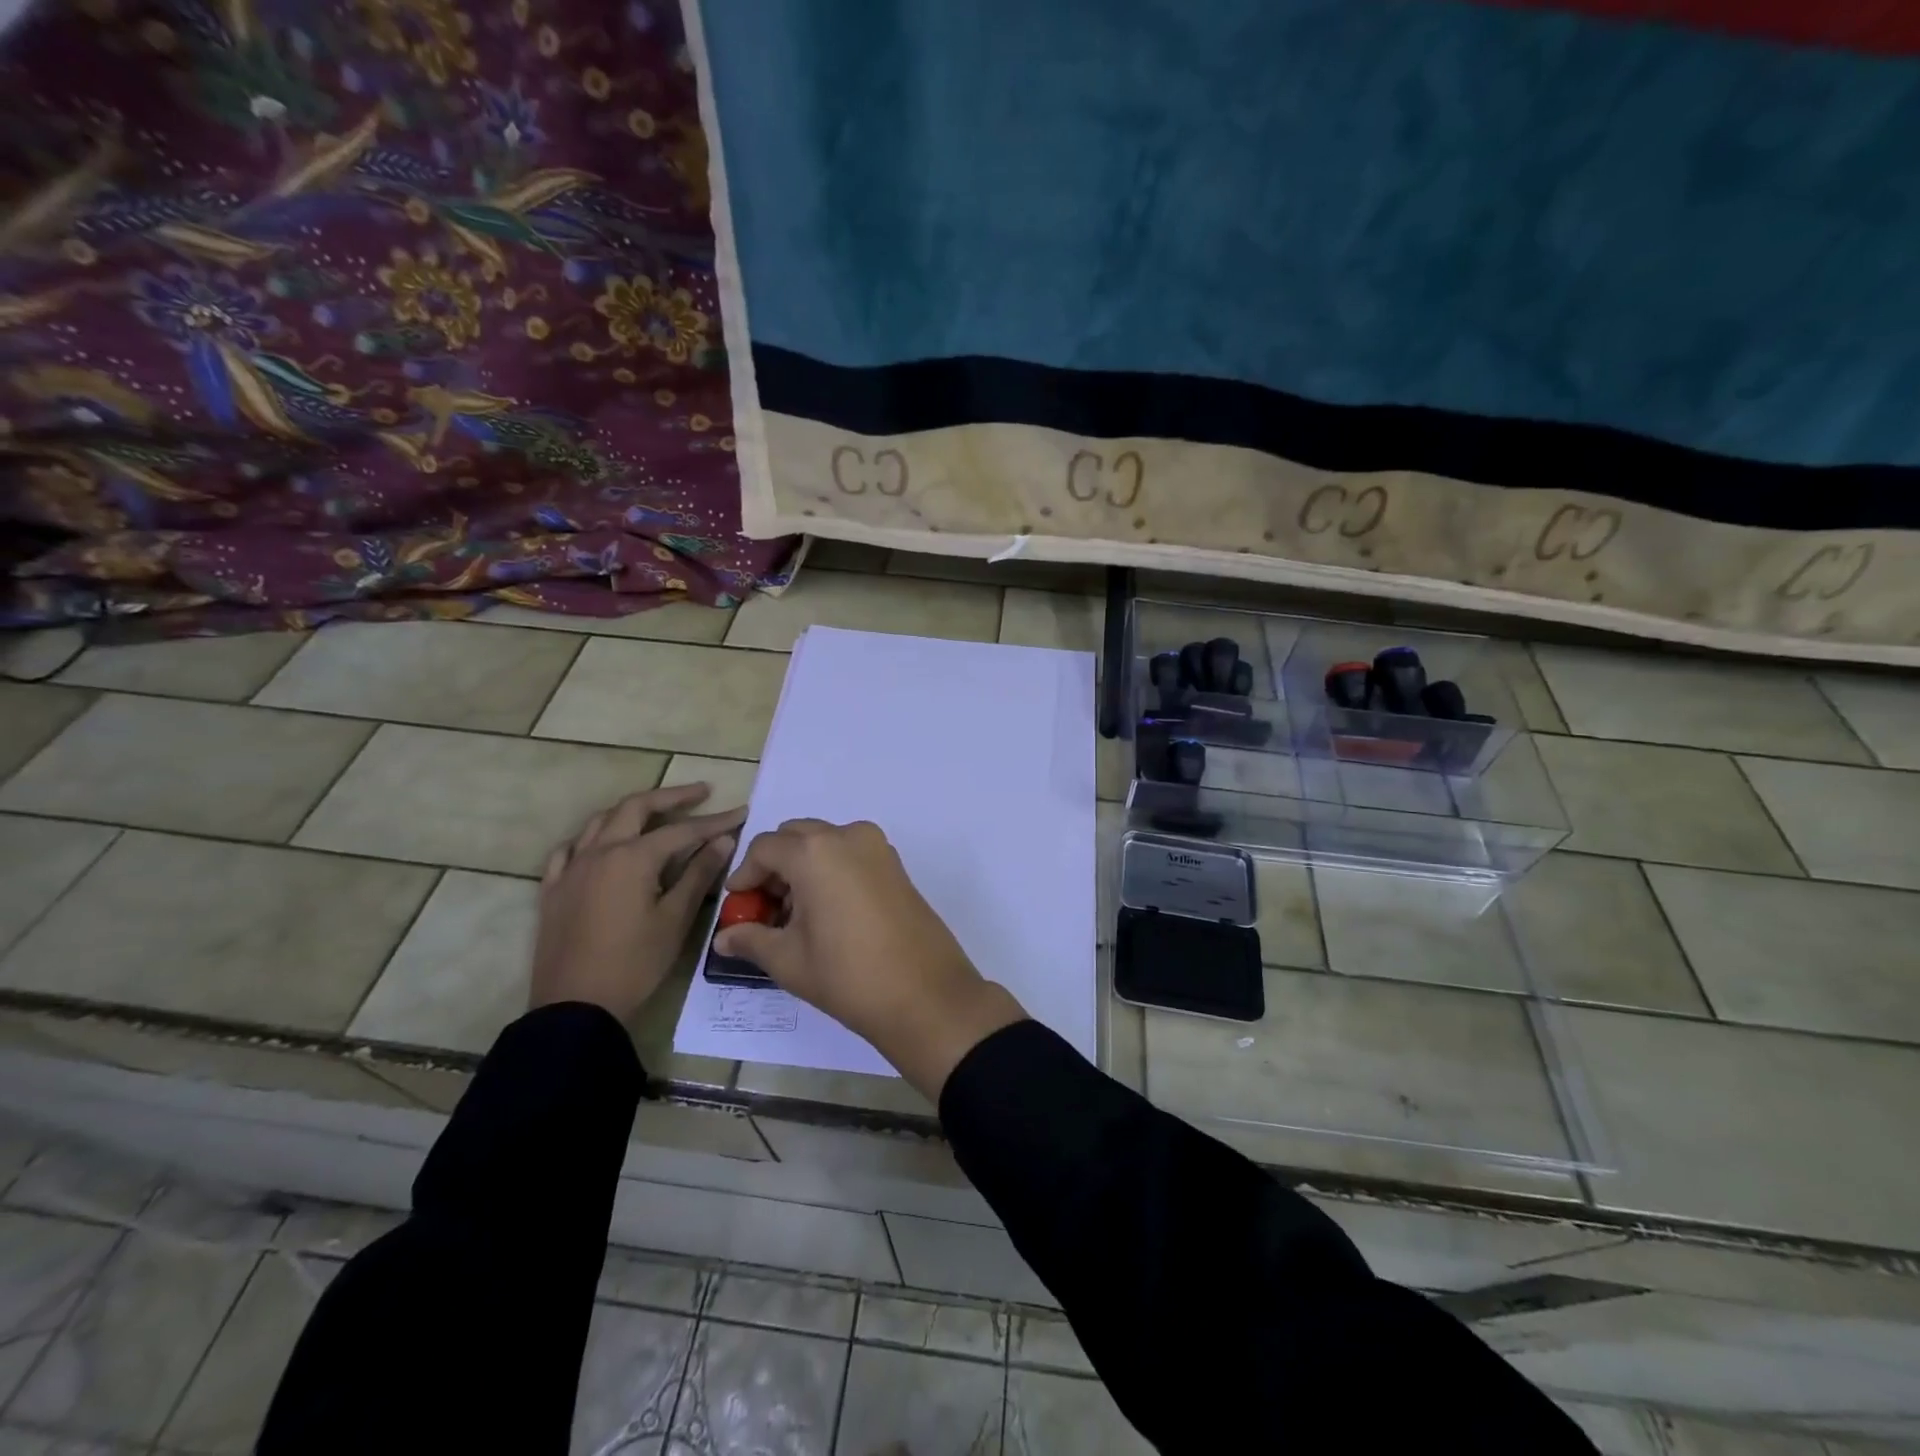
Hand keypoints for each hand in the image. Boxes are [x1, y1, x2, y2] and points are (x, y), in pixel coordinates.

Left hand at [531, 784, 744, 1022]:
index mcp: (632, 858)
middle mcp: (599, 852)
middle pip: (636, 808)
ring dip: (632, 810)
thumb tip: (723, 840)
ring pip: (601, 821)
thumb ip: (699, 874)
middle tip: (701, 792)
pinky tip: (600, 843)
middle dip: (671, 797)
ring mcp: (571, 869)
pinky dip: (590, 837)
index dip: (714, 821)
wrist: (576, 1007)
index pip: (682, 830)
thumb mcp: (675, 920)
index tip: (740, 811)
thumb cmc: (634, 964)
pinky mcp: (553, 890)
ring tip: (656, 812)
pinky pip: (568, 849)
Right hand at [713, 819, 1024, 1098]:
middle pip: (796, 837)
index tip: (739, 907)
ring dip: (803, 867)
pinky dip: (831, 870)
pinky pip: (852, 853)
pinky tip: (828, 913)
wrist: (924, 994)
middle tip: (766, 909)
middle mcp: (847, 836)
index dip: (745, 876)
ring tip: (796, 916)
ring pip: (826, 842)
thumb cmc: (847, 975)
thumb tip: (723, 938)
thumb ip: (751, 939)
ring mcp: (877, 847)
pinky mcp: (896, 865)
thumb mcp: (788, 960)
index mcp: (815, 851)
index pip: (764, 848)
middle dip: (775, 867)